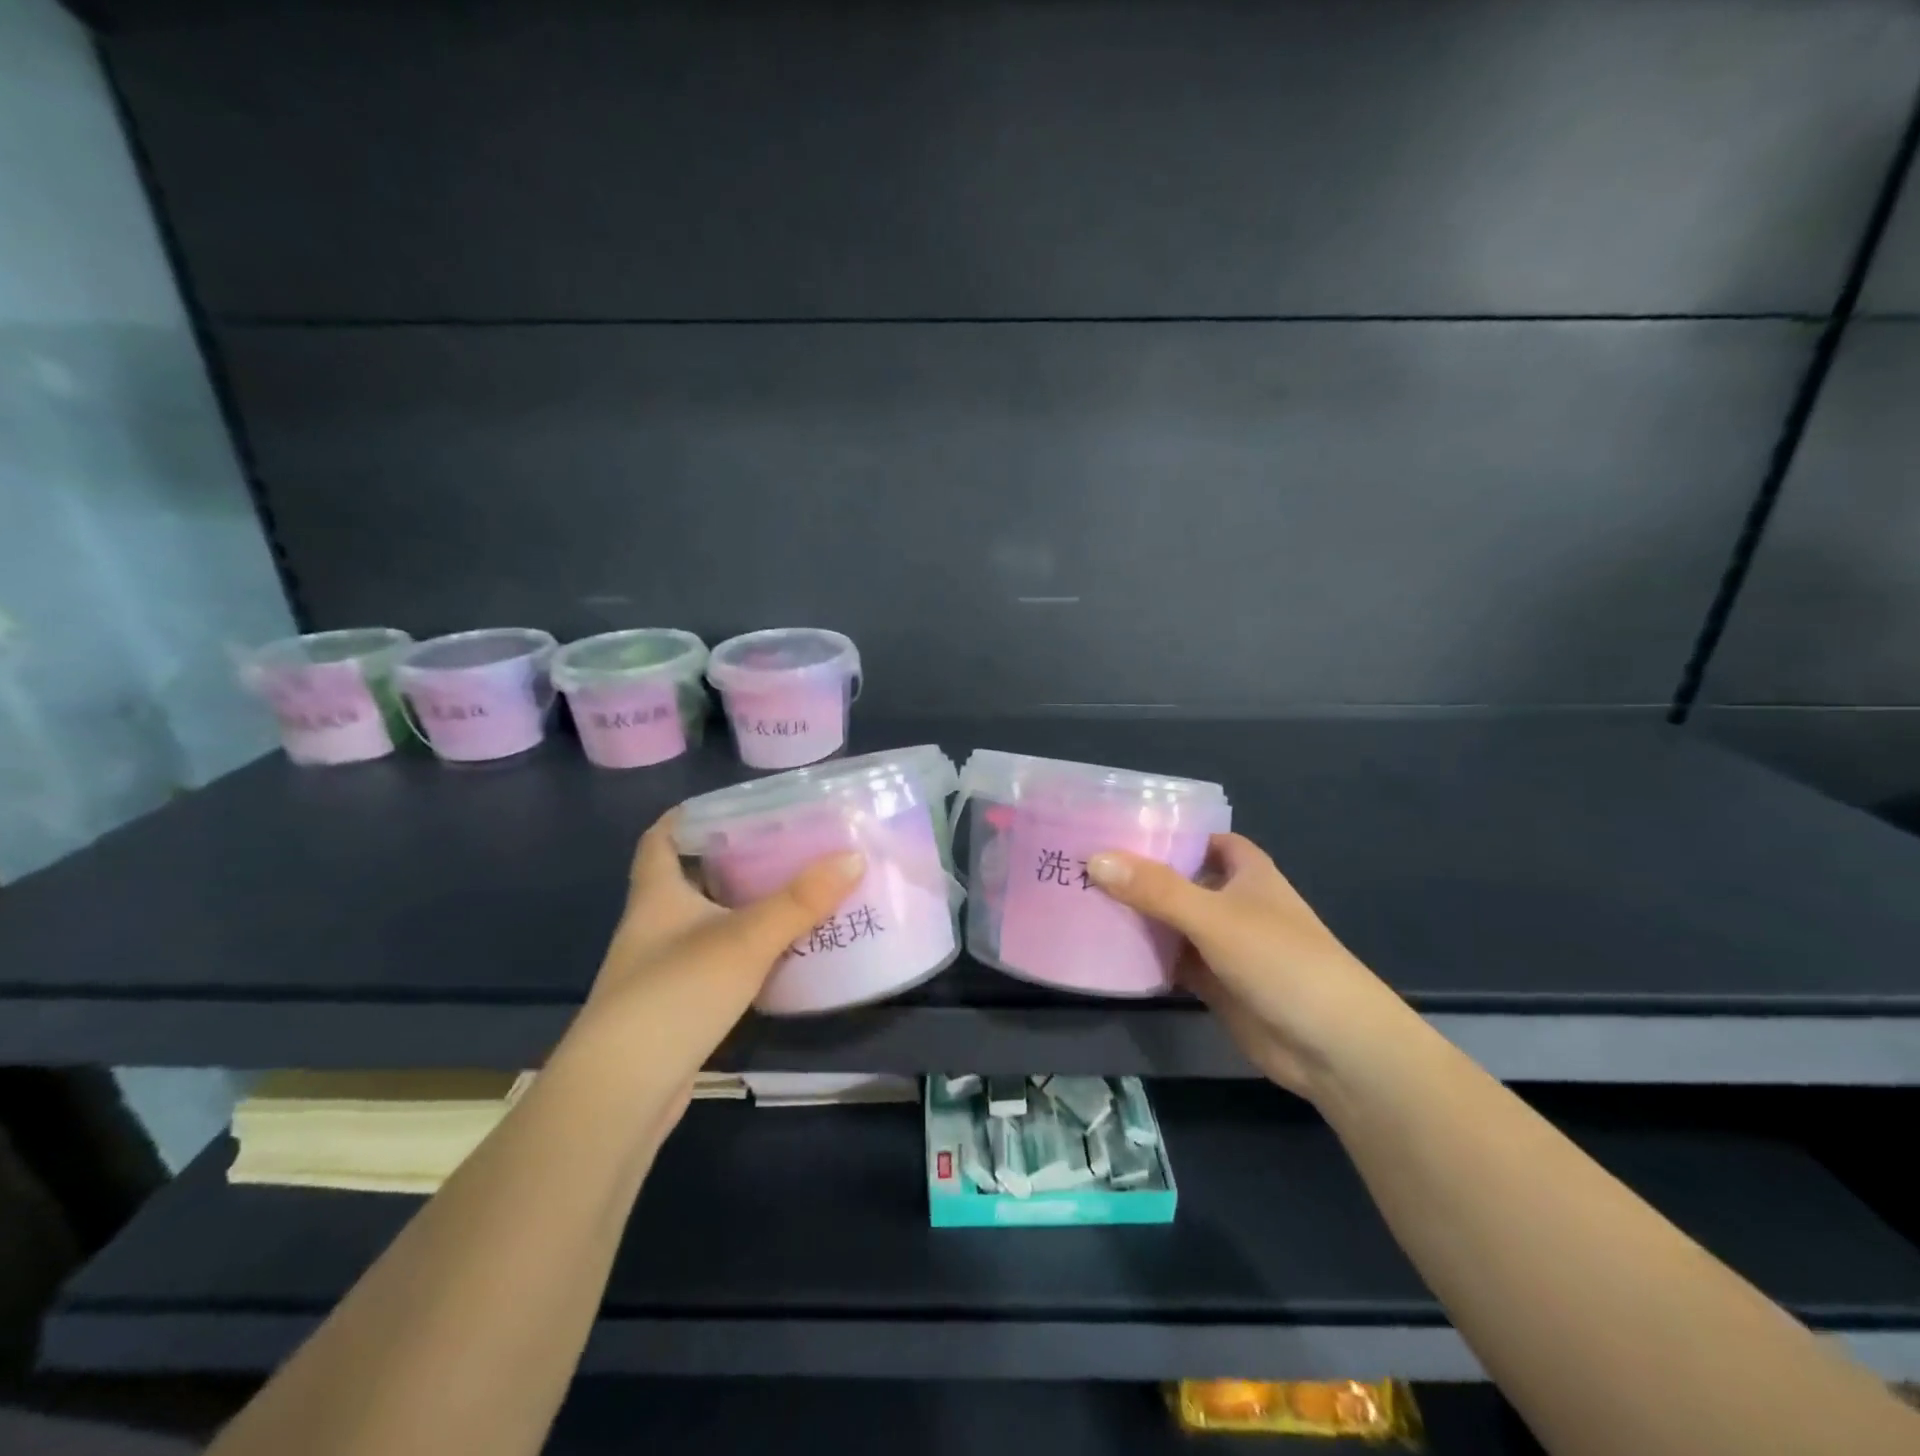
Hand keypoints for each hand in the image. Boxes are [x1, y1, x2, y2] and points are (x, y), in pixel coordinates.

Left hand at [559, 812, 865, 1124]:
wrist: (622, 1092)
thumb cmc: (675, 994)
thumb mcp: (746, 939)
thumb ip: (801, 901)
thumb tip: (854, 858)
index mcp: (657, 895)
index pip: (659, 839)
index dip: (686, 817)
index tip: (731, 805)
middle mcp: (653, 926)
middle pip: (688, 878)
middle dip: (730, 860)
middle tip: (783, 846)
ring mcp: (661, 969)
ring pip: (704, 922)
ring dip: (741, 908)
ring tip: (793, 893)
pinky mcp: (675, 1007)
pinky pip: (714, 962)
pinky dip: (744, 951)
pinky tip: (779, 954)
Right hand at [1088, 835, 1414, 1098]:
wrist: (1332, 1046)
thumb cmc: (1281, 960)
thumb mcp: (1215, 917)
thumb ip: (1156, 889)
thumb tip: (1094, 860)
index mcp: (1243, 870)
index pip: (1198, 836)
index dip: (1162, 831)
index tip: (1113, 827)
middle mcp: (1231, 900)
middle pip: (1176, 878)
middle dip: (1136, 874)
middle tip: (1078, 864)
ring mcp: (1221, 942)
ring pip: (1170, 920)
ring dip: (1135, 916)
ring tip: (1078, 901)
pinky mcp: (1213, 981)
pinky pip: (1170, 959)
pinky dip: (1143, 956)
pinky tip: (1103, 950)